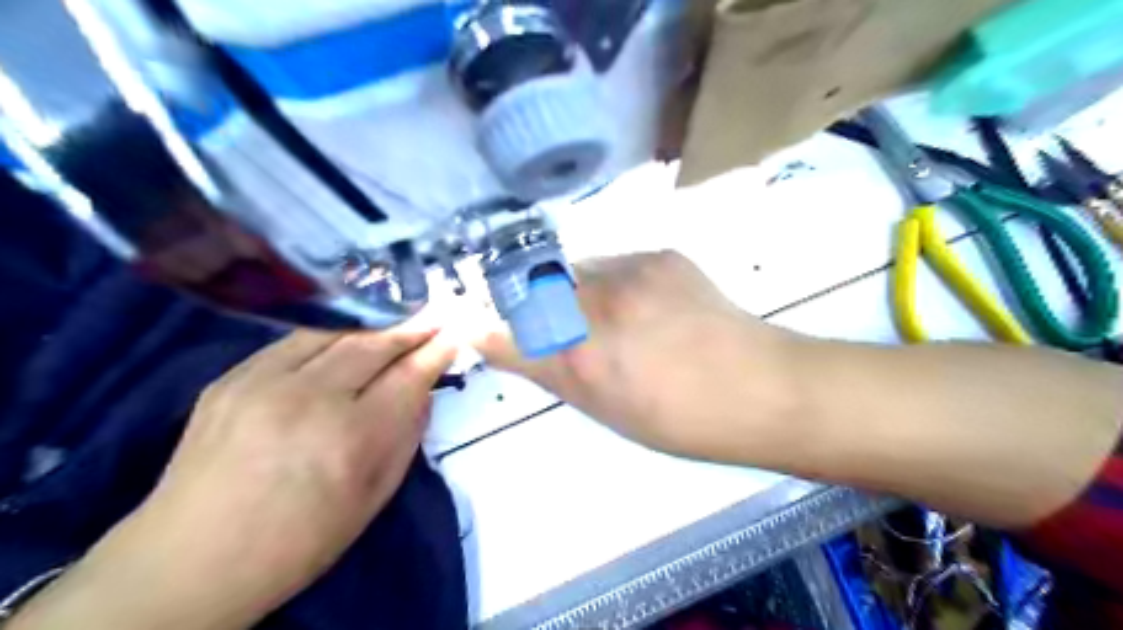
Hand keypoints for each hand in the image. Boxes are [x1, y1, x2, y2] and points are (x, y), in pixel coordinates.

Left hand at [10, 325, 452, 628]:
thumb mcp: (374, 497)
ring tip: (397, 320)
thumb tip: (422, 388)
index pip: (409, 376)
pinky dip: (330, 335)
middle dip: (410, 328)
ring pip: (334, 333)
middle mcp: (309, 399)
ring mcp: (263, 382)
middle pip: (373, 344)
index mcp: (351, 438)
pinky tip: (345, 337)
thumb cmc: (300, 540)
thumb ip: (406, 435)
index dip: (437, 351)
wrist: (191, 560)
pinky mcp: (230, 377)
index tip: (454, 334)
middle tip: (434, 317)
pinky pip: (294, 341)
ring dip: (373, 325)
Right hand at [471, 250, 803, 462]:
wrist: (759, 387)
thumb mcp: (605, 409)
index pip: (508, 332)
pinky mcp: (660, 254)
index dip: (489, 328)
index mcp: (581, 357)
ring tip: (616, 317)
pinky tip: (646, 303)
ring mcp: (631, 271)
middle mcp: (596, 304)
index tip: (479, 325)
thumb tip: (516, 347)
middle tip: (566, 325)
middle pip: (536, 289)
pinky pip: (616, 261)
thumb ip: (555, 371)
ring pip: (577, 270)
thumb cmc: (680, 419)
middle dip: (535, 303)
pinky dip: (615, 280)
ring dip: (578, 289)